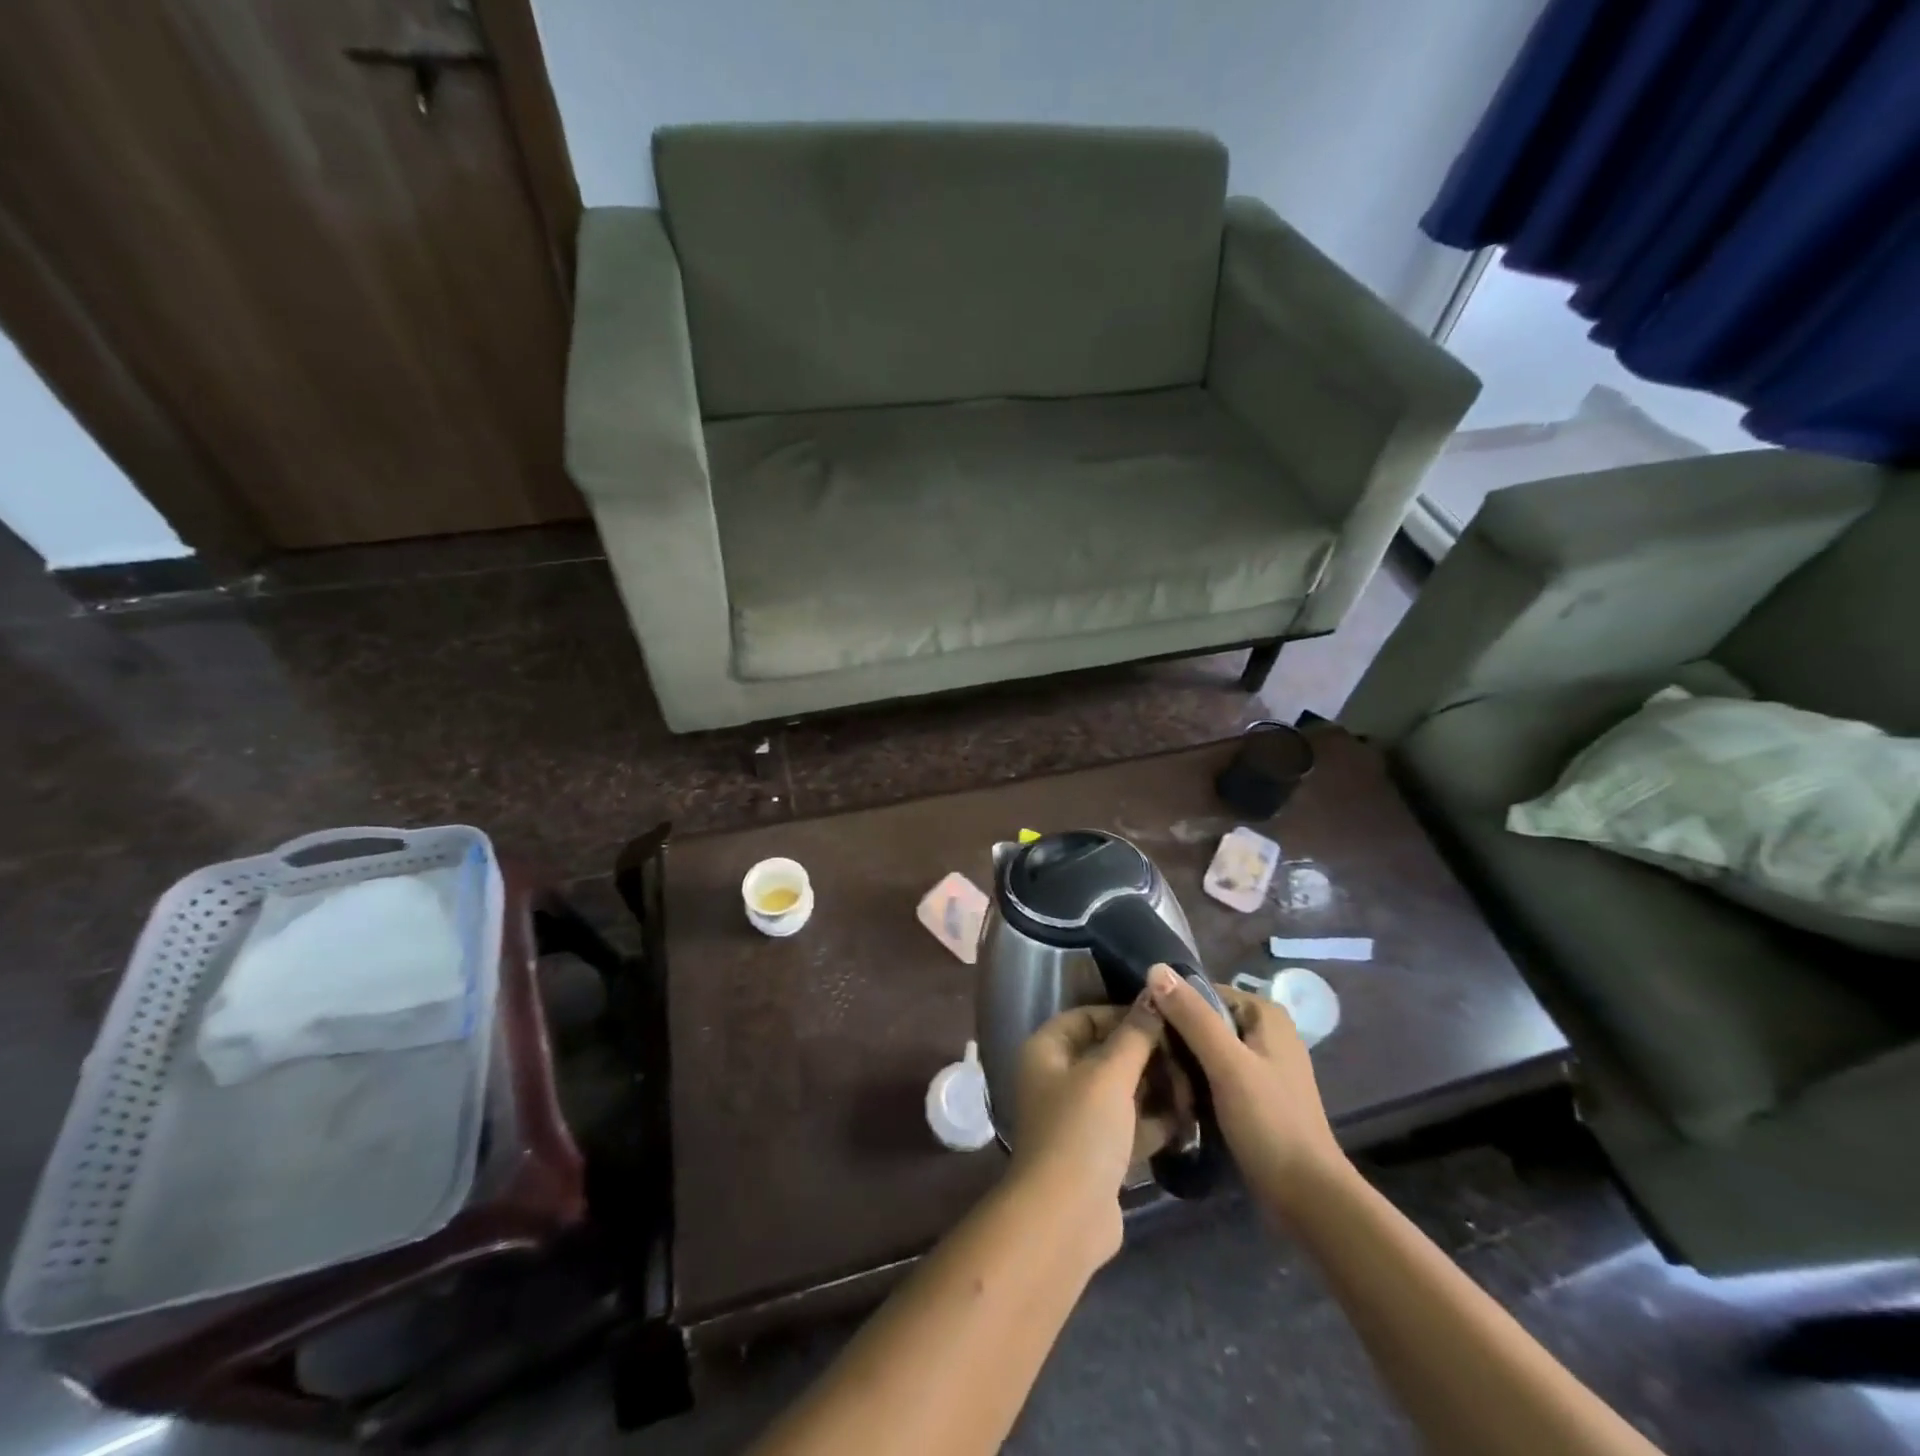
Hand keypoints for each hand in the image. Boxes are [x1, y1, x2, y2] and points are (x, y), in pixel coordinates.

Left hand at [1010, 994, 1173, 1262]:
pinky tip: (1190, 1118)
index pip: (1087, 1017)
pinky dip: (1155, 1121)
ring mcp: (1077, 1118)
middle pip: (1108, 1053)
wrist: (1066, 1219)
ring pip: (1122, 1091)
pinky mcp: (1097, 1153)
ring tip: (1196, 1085)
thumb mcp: (1111, 1074)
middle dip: (1148, 1055)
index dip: (1124, 1014)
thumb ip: (1135, 1033)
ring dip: (1157, 1088)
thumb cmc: (1081, 1130)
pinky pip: (1130, 1124)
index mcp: (1047, 1051)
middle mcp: (1057, 1079)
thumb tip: (1154, 990)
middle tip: (1189, 1054)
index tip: (1166, 1018)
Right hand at [1146, 963, 1347, 1218]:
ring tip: (1158, 1081)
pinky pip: (1215, 1073)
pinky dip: (1196, 1081)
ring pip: (1206, 1048)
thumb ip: (1192, 1016)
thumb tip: (1155, 968)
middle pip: (1203, 1020)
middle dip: (1176, 1040)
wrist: (1308, 1198)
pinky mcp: (1256, 1094)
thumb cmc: (1270, 1123)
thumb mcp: (1227, 1064)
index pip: (1201, 992)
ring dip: (1183, 1064)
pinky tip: (1177, 1098)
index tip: (1144, 1031)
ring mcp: (1262, 1064)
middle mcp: (1265, 1031)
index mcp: (1264, 1013)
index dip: (1170, 1007)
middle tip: (1149, 1062)